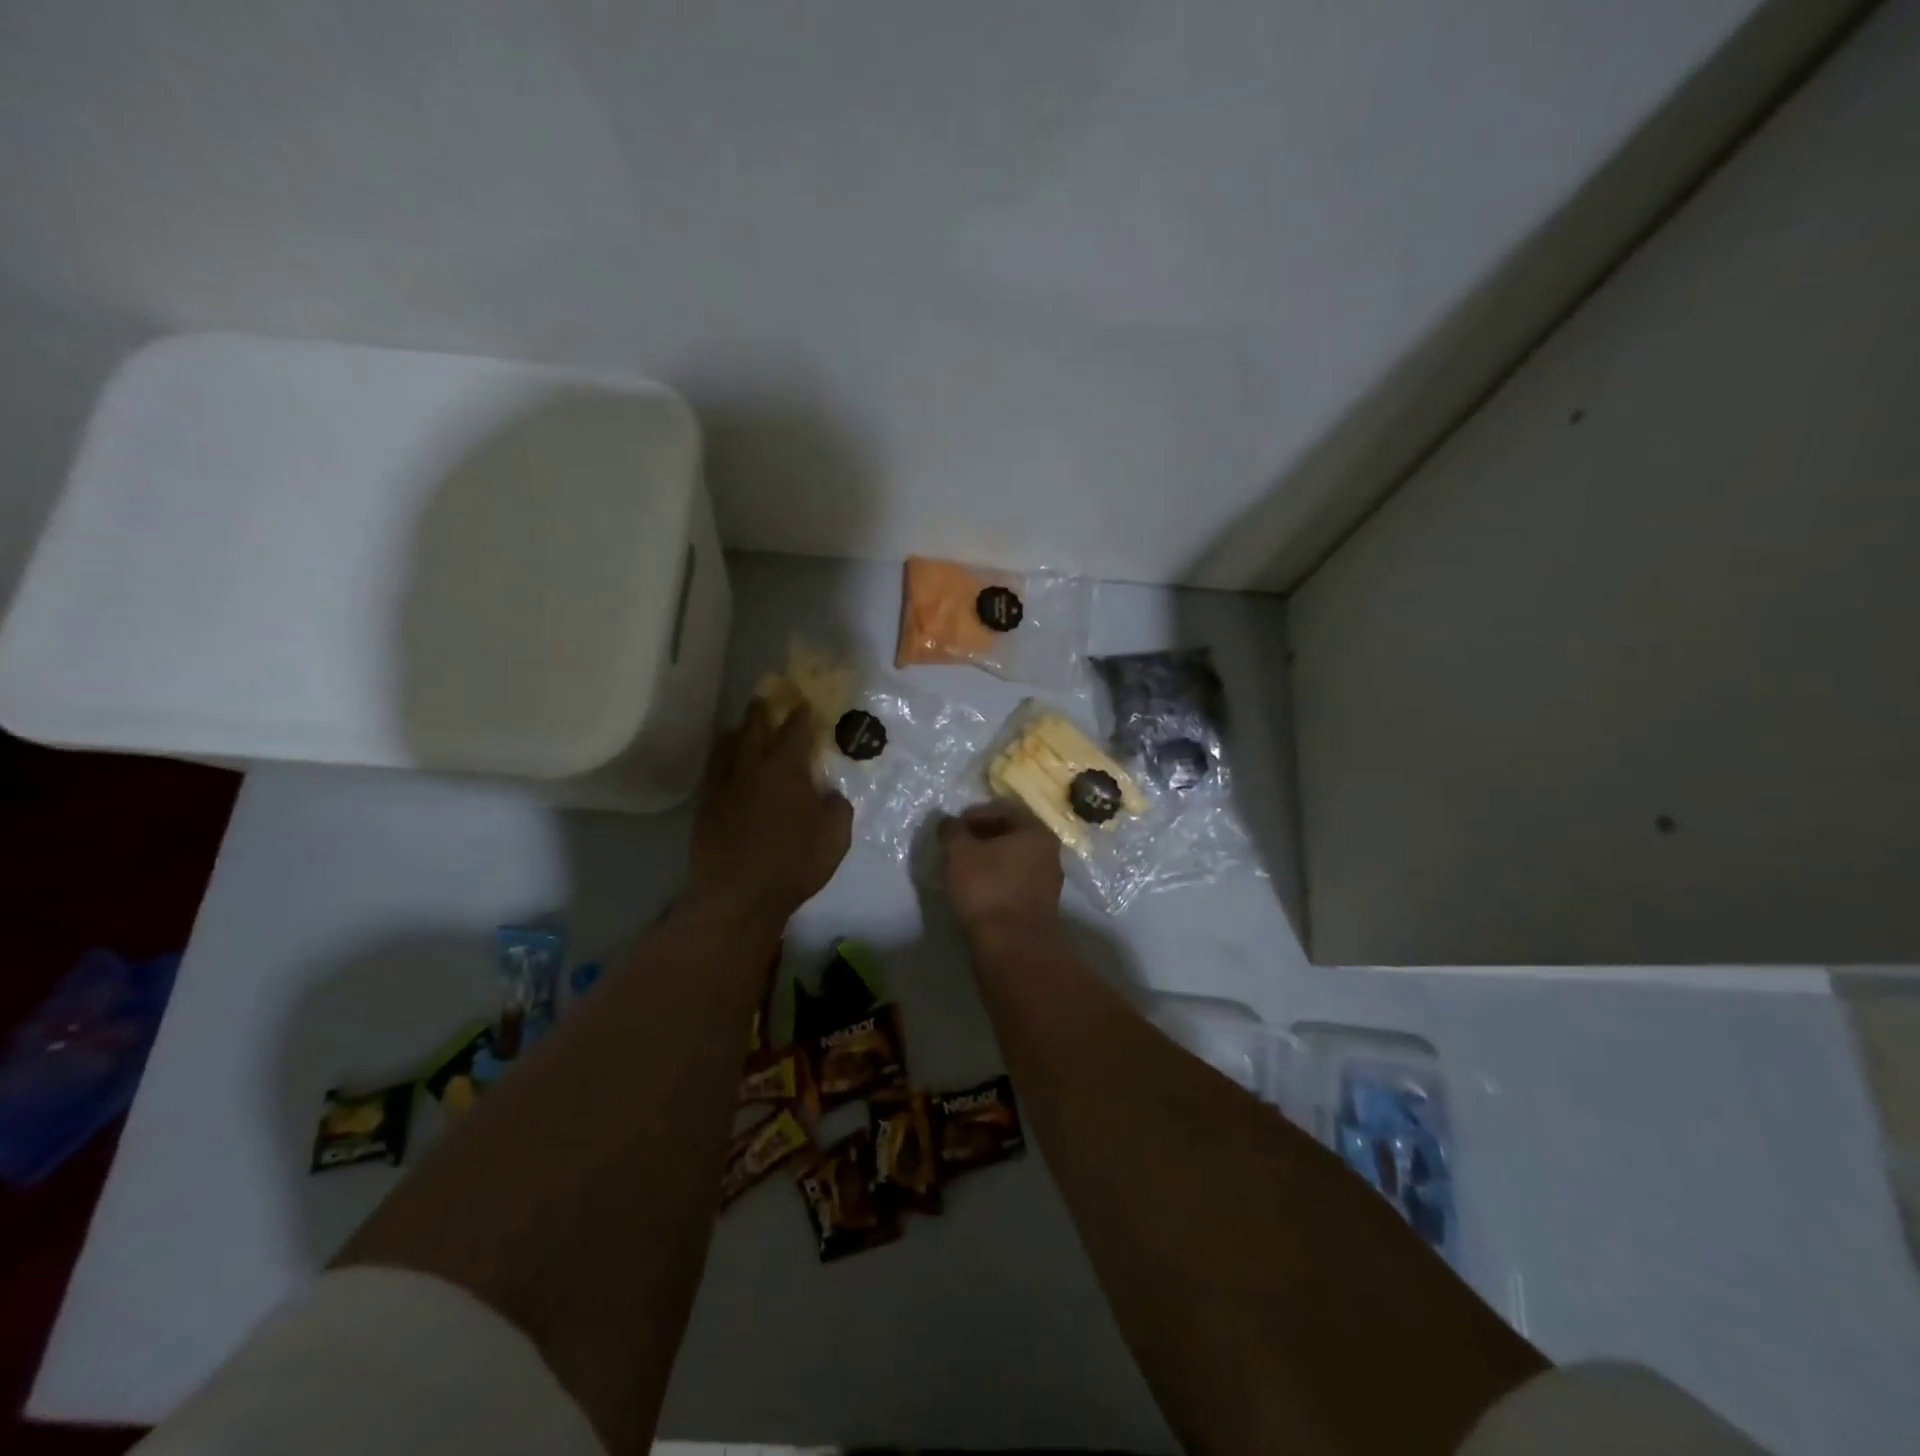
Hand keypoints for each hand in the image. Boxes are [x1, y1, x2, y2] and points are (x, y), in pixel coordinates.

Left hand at [689, 700, 851, 924]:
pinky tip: (729, 765)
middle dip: (763, 709)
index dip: (803, 712)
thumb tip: (831, 794)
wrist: (737, 896)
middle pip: (753, 725)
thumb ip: (838, 808)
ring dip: (738, 730)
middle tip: (768, 700)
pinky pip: (714, 769)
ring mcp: (723, 784)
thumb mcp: (835, 837)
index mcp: (785, 768)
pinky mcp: (705, 805)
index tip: (807, 702)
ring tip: (744, 728)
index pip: (796, 728)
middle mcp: (751, 766)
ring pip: (726, 743)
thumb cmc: (793, 864)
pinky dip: (723, 759)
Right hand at [939, 801, 1063, 937]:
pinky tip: (979, 891)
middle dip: (982, 838)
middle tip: (957, 847)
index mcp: (1036, 831)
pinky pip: (1016, 883)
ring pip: (1014, 861)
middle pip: (1011, 836)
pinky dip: (998, 881)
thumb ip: (952, 830)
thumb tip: (949, 822)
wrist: (1012, 946)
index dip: (974, 816)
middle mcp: (1050, 852)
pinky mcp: (1042, 907)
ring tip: (964, 870)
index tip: (953, 828)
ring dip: (991, 861)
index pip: (1003, 812)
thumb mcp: (959, 852)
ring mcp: (1050, 882)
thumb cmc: (986, 888)